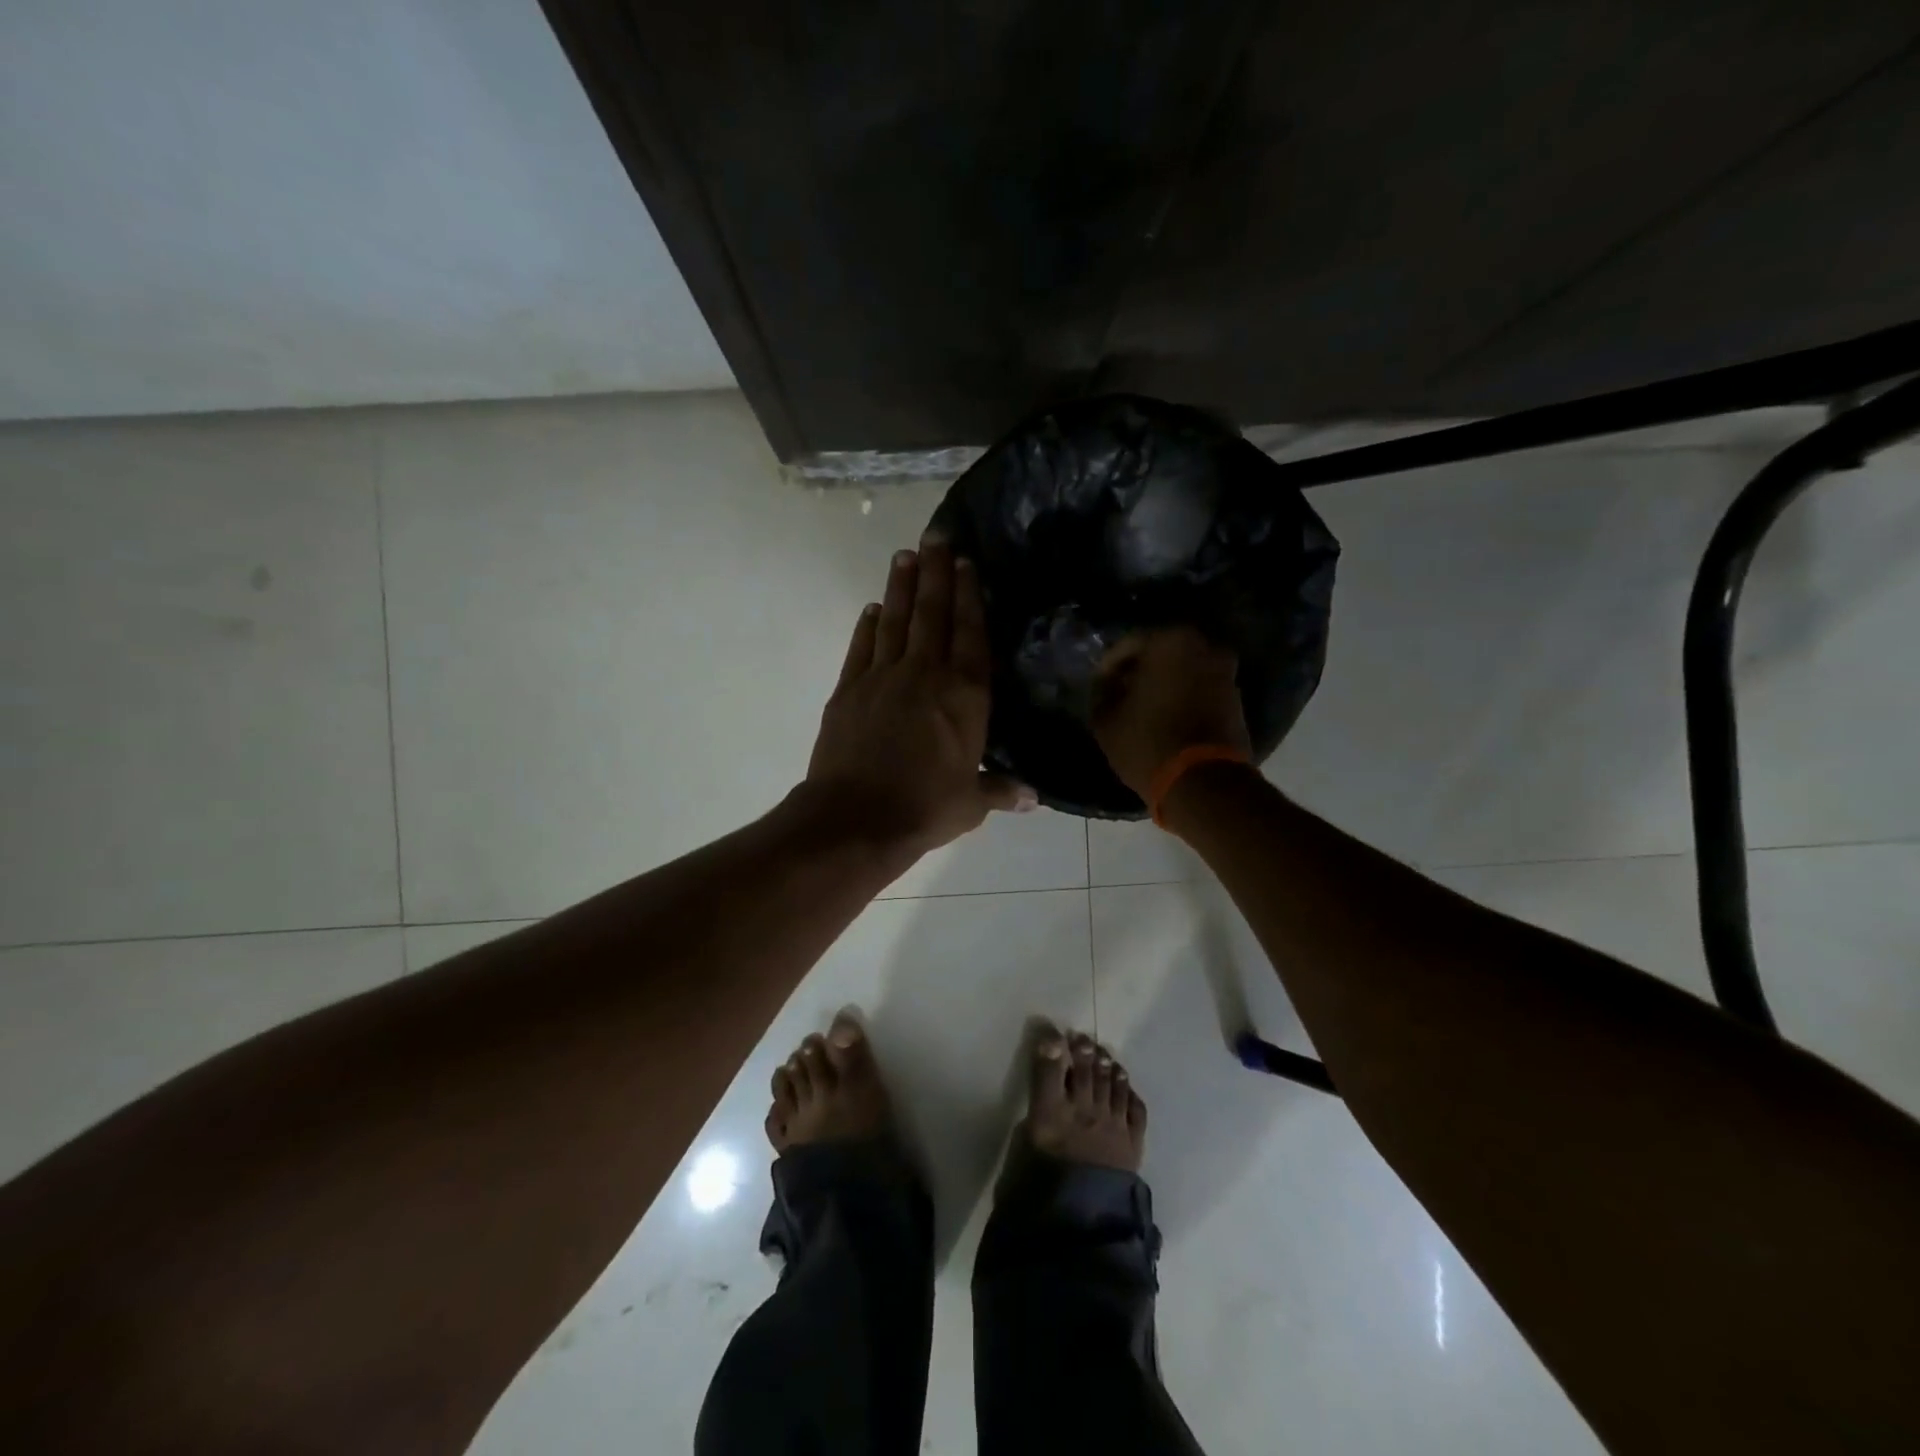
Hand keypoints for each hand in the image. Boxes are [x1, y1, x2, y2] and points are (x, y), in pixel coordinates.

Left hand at [806, 536, 1033, 860]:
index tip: (966, 563)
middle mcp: (926, 675)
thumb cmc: (924, 809)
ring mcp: (882, 678)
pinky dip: (868, 626)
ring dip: (901, 586)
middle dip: (936, 573)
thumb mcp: (971, 804)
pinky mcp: (848, 690)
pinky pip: (862, 648)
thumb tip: (1035, 798)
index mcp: (965, 696)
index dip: (970, 596)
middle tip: (936, 536)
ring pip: (895, 621)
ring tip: (905, 554)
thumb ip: (1001, 791)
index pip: (971, 634)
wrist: (856, 818)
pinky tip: (873, 608)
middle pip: (933, 614)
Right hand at [1090, 627, 1250, 800]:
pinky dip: (1184, 697)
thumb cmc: (1147, 742)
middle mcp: (1205, 648)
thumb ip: (1103, 693)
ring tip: (1143, 708)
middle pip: (1161, 653)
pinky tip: (1166, 718)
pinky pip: (1200, 689)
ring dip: (1164, 684)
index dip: (1109, 666)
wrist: (1203, 782)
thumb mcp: (1106, 720)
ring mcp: (1226, 673)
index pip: (1129, 644)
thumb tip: (1108, 685)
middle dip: (1140, 671)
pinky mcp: (1236, 700)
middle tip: (1121, 693)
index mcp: (1170, 642)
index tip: (1099, 686)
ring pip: (1184, 670)